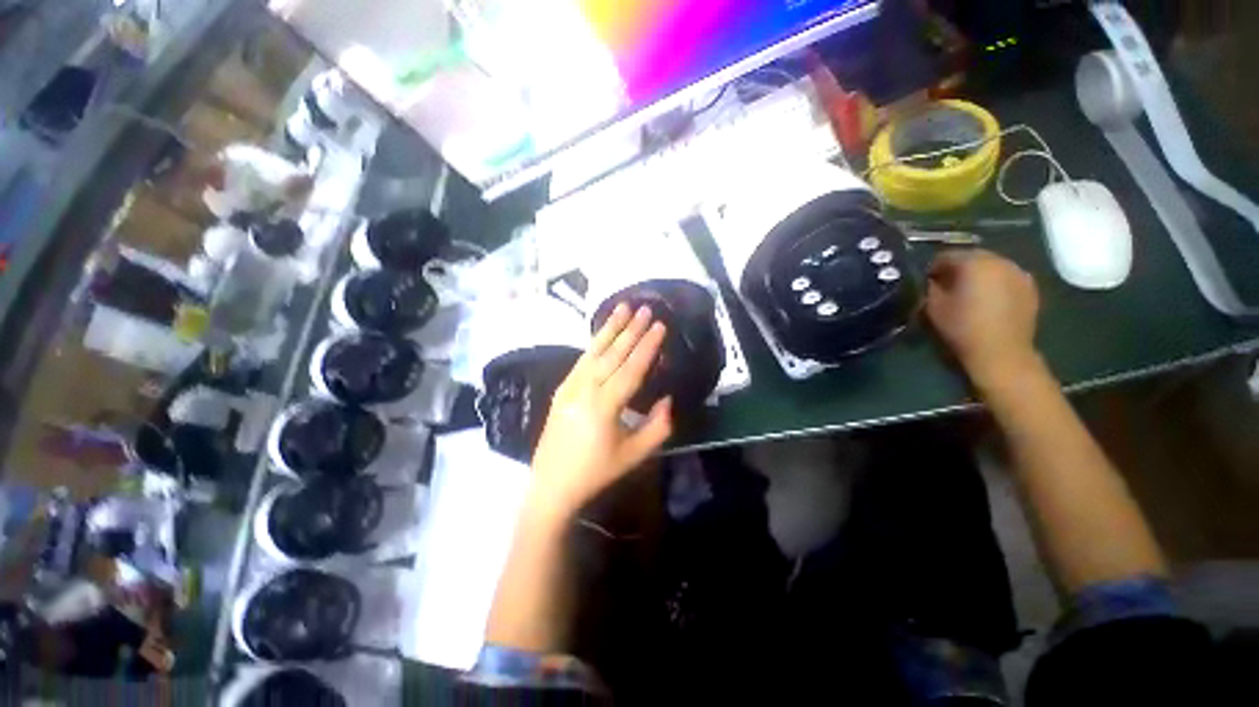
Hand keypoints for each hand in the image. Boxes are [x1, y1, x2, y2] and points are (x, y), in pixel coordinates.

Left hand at [529, 304, 673, 519]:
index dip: (647, 346)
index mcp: (604, 406)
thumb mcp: (634, 455)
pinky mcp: (561, 389)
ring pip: (594, 351)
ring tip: (623, 307)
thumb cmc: (596, 472)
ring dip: (610, 328)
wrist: (552, 485)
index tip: (660, 326)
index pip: (631, 369)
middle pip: (612, 354)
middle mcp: (585, 389)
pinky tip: (602, 333)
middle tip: (645, 308)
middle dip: (631, 329)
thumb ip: (657, 427)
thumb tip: (667, 398)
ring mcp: (570, 387)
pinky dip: (594, 343)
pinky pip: (581, 360)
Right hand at [925, 250, 1041, 390]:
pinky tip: (987, 299)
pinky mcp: (1030, 287)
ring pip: (992, 266)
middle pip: (973, 257)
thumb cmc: (962, 327)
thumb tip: (930, 279)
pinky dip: (995, 283)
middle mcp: (1000, 261)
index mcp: (974, 263)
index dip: (933, 267)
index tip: (925, 280)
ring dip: (978, 274)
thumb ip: (930, 286)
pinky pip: (1007, 277)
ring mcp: (1019, 273)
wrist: (1002, 352)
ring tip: (968, 292)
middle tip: (945, 285)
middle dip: (958, 268)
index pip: (947, 255)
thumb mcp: (934, 306)